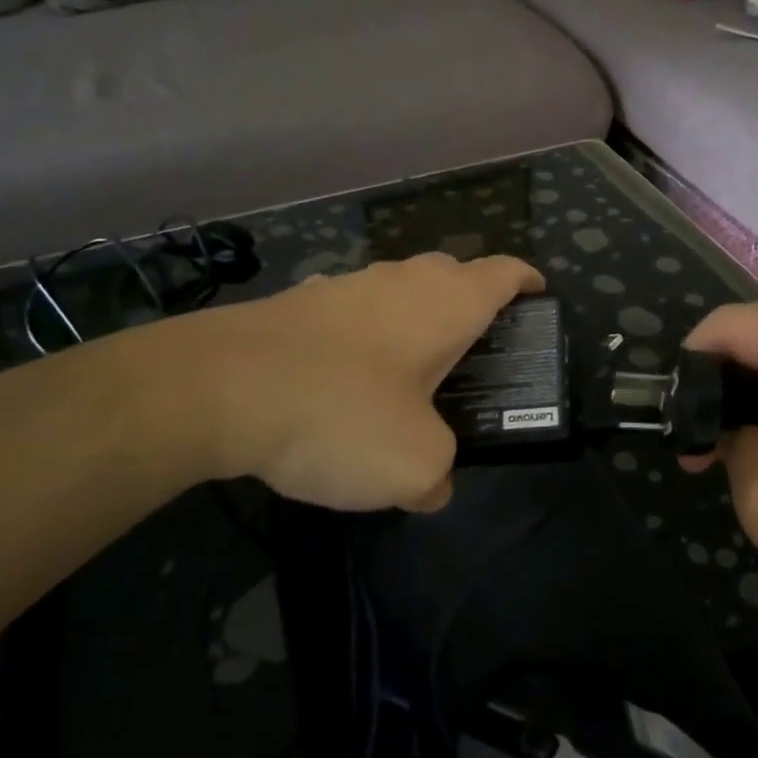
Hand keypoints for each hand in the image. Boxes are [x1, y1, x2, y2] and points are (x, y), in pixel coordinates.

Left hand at [174, 253, 543, 512]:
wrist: (218, 388)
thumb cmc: (342, 413)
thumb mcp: (412, 466)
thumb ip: (438, 475)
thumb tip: (432, 485)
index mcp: (446, 303)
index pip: (505, 272)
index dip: (528, 282)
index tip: (539, 297)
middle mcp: (400, 280)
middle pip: (453, 275)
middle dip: (471, 304)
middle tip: (475, 354)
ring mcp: (345, 285)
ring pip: (398, 291)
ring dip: (412, 321)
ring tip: (409, 375)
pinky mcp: (298, 302)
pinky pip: (350, 313)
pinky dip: (362, 337)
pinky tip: (343, 384)